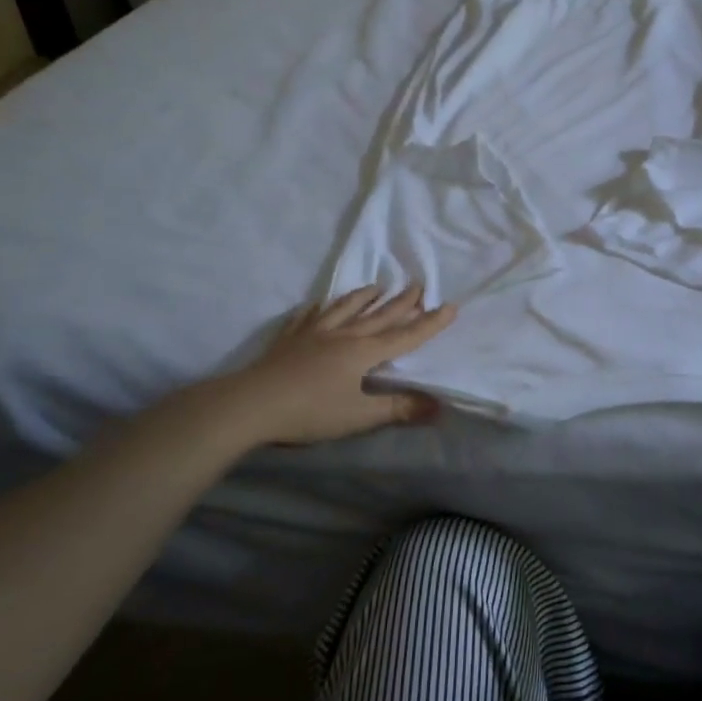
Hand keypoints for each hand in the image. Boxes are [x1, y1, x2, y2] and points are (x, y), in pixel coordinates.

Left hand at [216, 285, 456, 444]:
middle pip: (377, 315)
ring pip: (344, 309)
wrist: (251, 404)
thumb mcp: (358, 416)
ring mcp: (313, 333)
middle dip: (401, 301)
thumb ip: (397, 409)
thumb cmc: (309, 412)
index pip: (404, 336)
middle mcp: (342, 335)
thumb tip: (439, 406)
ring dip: (363, 297)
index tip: (450, 305)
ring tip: (376, 285)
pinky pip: (307, 316)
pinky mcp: (289, 338)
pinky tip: (318, 303)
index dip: (429, 323)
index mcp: (362, 352)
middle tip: (418, 284)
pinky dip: (318, 307)